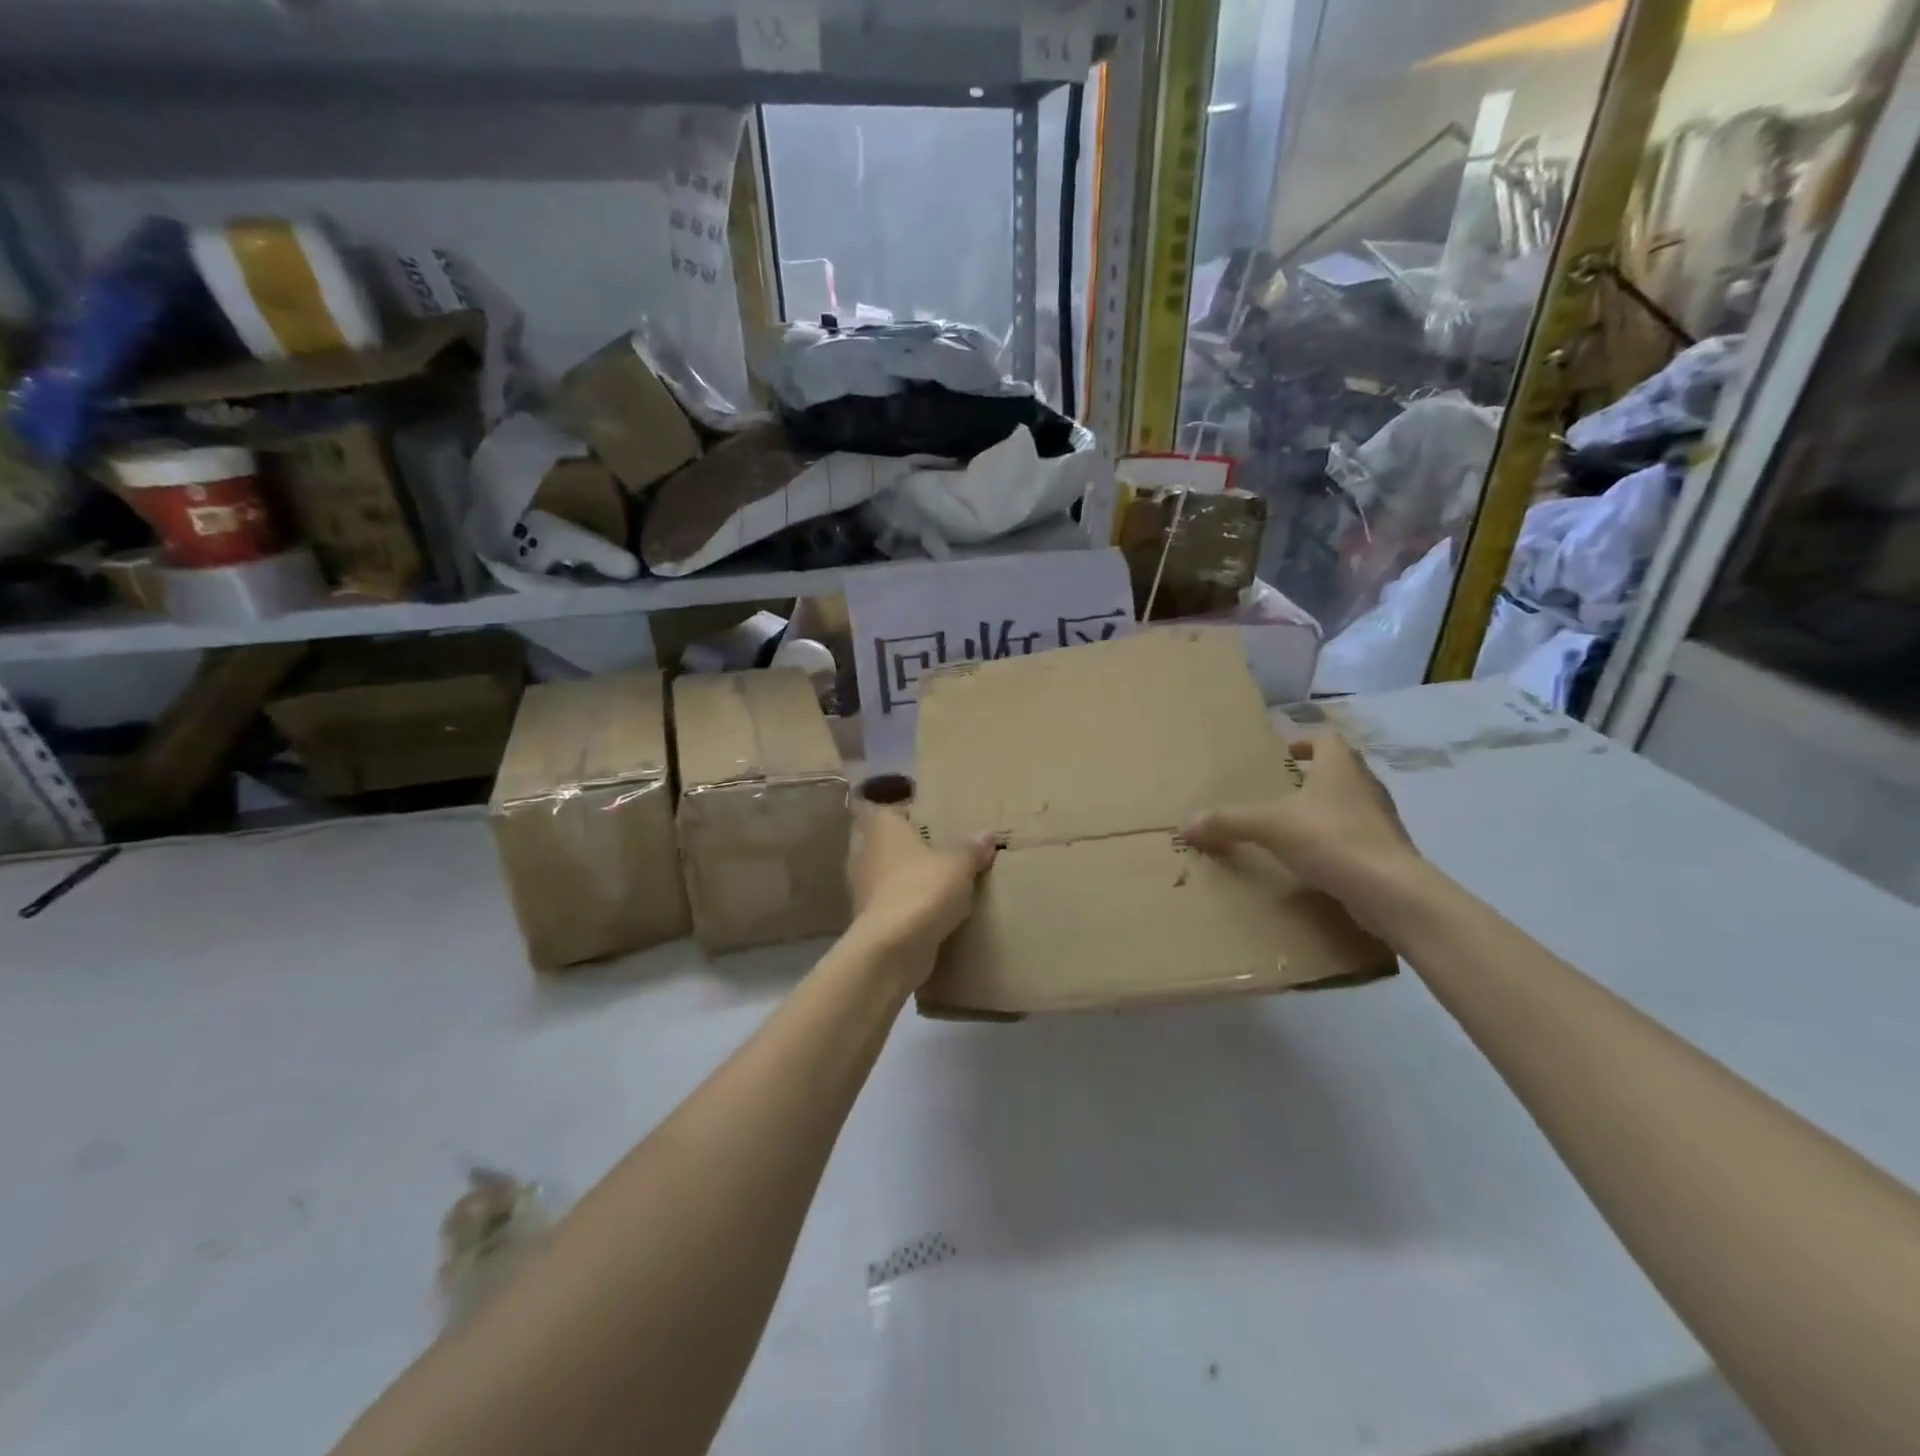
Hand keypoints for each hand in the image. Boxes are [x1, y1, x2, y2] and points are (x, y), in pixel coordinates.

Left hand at [845, 803, 995, 973]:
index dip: (908, 812)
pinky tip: (932, 911)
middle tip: (941, 849)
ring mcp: (863, 888)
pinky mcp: (869, 919)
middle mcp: (865, 852)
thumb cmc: (922, 889)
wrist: (891, 949)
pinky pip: (892, 903)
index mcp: (881, 827)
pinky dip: (908, 905)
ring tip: (940, 880)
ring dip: (908, 878)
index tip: (932, 818)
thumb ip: (971, 848)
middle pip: (887, 843)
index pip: (888, 809)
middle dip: (910, 847)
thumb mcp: (958, 864)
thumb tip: (986, 835)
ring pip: (888, 874)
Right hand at [1184, 731, 1423, 919]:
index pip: (1325, 740)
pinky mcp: (1388, 851)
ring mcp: (1381, 819)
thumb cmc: (1331, 839)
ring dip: (1324, 810)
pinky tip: (1313, 859)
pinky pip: (1356, 836)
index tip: (1282, 757)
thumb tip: (1185, 825)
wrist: (1392, 892)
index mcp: (1341, 766)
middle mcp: (1366, 785)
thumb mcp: (1270, 826)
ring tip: (1292, 826)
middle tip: (1279, 791)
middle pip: (1339, 770)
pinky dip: (1335, 841)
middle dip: (1310, 778)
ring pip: (1348, 804)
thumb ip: (1229, 822)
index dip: (1303, 744)